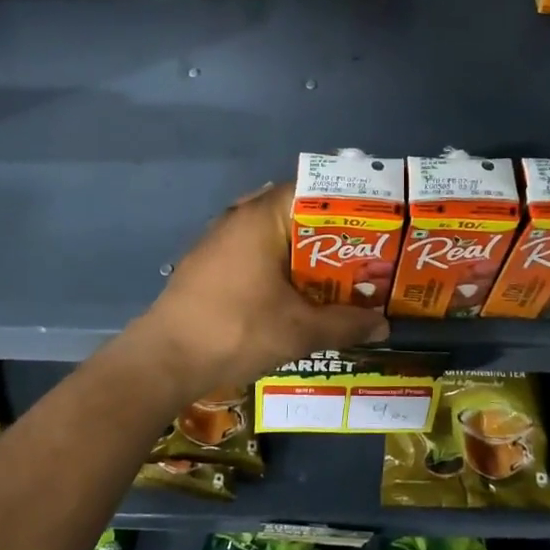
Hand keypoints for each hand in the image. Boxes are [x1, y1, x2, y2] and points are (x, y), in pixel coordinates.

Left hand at [128, 183, 388, 405]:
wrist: (164, 359)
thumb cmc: (237, 330)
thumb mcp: (299, 331)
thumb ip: (345, 324)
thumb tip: (384, 326)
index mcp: (263, 216)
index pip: (313, 190)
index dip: (347, 204)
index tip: (374, 222)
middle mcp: (240, 216)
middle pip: (295, 212)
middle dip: (329, 233)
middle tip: (363, 253)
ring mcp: (219, 238)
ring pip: (272, 233)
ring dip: (302, 251)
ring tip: (335, 273)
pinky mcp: (207, 262)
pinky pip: (253, 250)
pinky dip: (277, 263)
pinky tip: (293, 291)